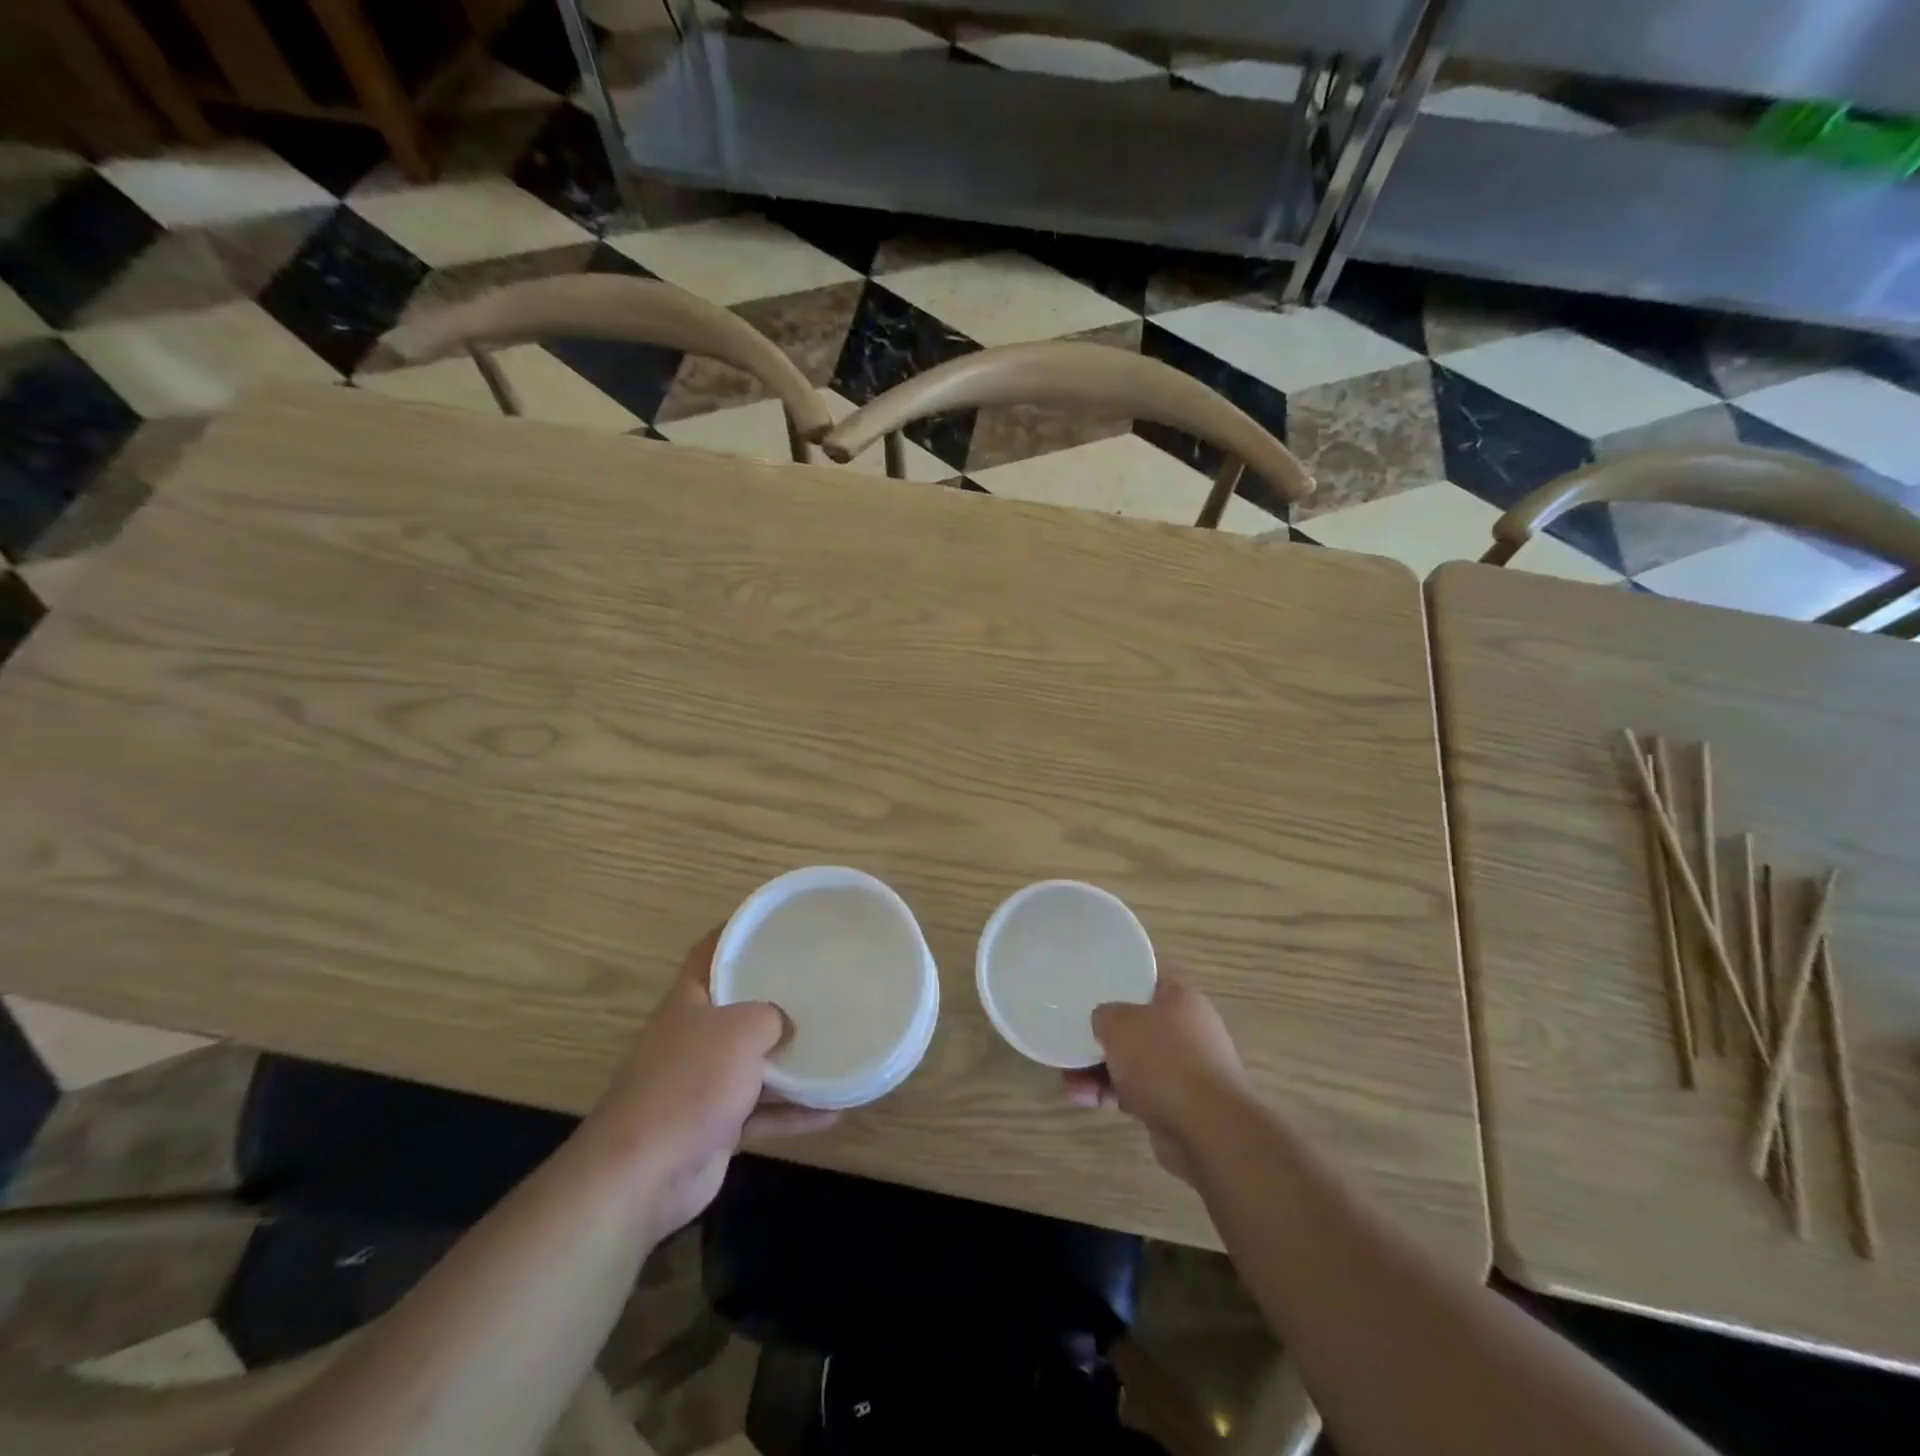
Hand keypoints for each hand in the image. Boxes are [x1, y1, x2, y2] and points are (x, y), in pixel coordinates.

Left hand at [587, 929, 836, 1238]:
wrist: (642, 1174)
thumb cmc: (690, 1082)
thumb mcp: (740, 1030)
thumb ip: (771, 1016)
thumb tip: (787, 1024)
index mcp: (690, 999)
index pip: (712, 950)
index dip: (740, 931)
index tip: (779, 923)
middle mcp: (695, 1035)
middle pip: (739, 1005)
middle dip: (777, 997)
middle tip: (821, 983)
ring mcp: (704, 1082)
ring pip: (756, 1062)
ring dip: (793, 1061)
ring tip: (836, 1045)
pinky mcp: (716, 1125)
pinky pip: (763, 1110)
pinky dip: (794, 1112)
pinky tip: (835, 1111)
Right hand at [1064, 975, 1248, 1182]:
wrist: (1207, 1130)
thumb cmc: (1163, 1060)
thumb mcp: (1119, 1023)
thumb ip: (1104, 1014)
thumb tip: (1104, 1022)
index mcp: (1181, 998)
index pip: (1148, 976)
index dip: (1119, 976)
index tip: (1092, 983)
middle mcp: (1188, 1029)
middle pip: (1136, 1023)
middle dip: (1102, 1035)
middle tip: (1073, 1039)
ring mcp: (1185, 1069)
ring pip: (1133, 1061)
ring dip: (1099, 1070)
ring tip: (1069, 1081)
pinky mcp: (1178, 1104)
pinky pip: (1138, 1091)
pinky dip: (1112, 1094)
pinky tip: (1084, 1100)